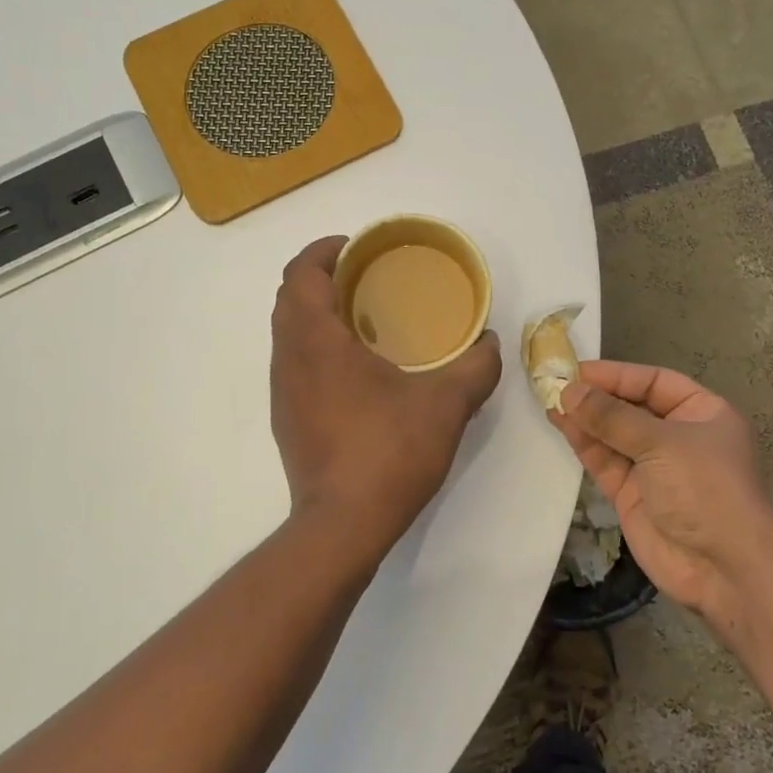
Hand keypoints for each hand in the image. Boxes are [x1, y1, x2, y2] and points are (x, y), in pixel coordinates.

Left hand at [271, 237, 502, 560]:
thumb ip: (476, 367)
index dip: (323, 250)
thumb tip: (490, 343)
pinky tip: (357, 370)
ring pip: (288, 333)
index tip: (355, 247)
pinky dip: (317, 348)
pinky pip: (295, 364)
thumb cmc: (389, 452)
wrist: (343, 525)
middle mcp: (288, 359)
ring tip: (365, 319)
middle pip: (290, 298)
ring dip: (317, 314)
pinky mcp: (287, 420)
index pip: (301, 273)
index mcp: (316, 341)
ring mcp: (282, 392)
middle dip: (323, 278)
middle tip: (367, 279)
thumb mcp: (447, 405)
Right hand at [550, 360, 772, 620]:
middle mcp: (679, 436)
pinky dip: (584, 444)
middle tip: (555, 383)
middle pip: (632, 407)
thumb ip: (612, 416)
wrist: (723, 569)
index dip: (617, 375)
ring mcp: (654, 467)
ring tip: (550, 401)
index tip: (577, 370)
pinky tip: (562, 425)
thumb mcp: (662, 442)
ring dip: (585, 419)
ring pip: (614, 435)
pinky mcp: (633, 495)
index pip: (655, 382)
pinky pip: (605, 461)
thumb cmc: (705, 489)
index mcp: (703, 413)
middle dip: (596, 397)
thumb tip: (569, 390)